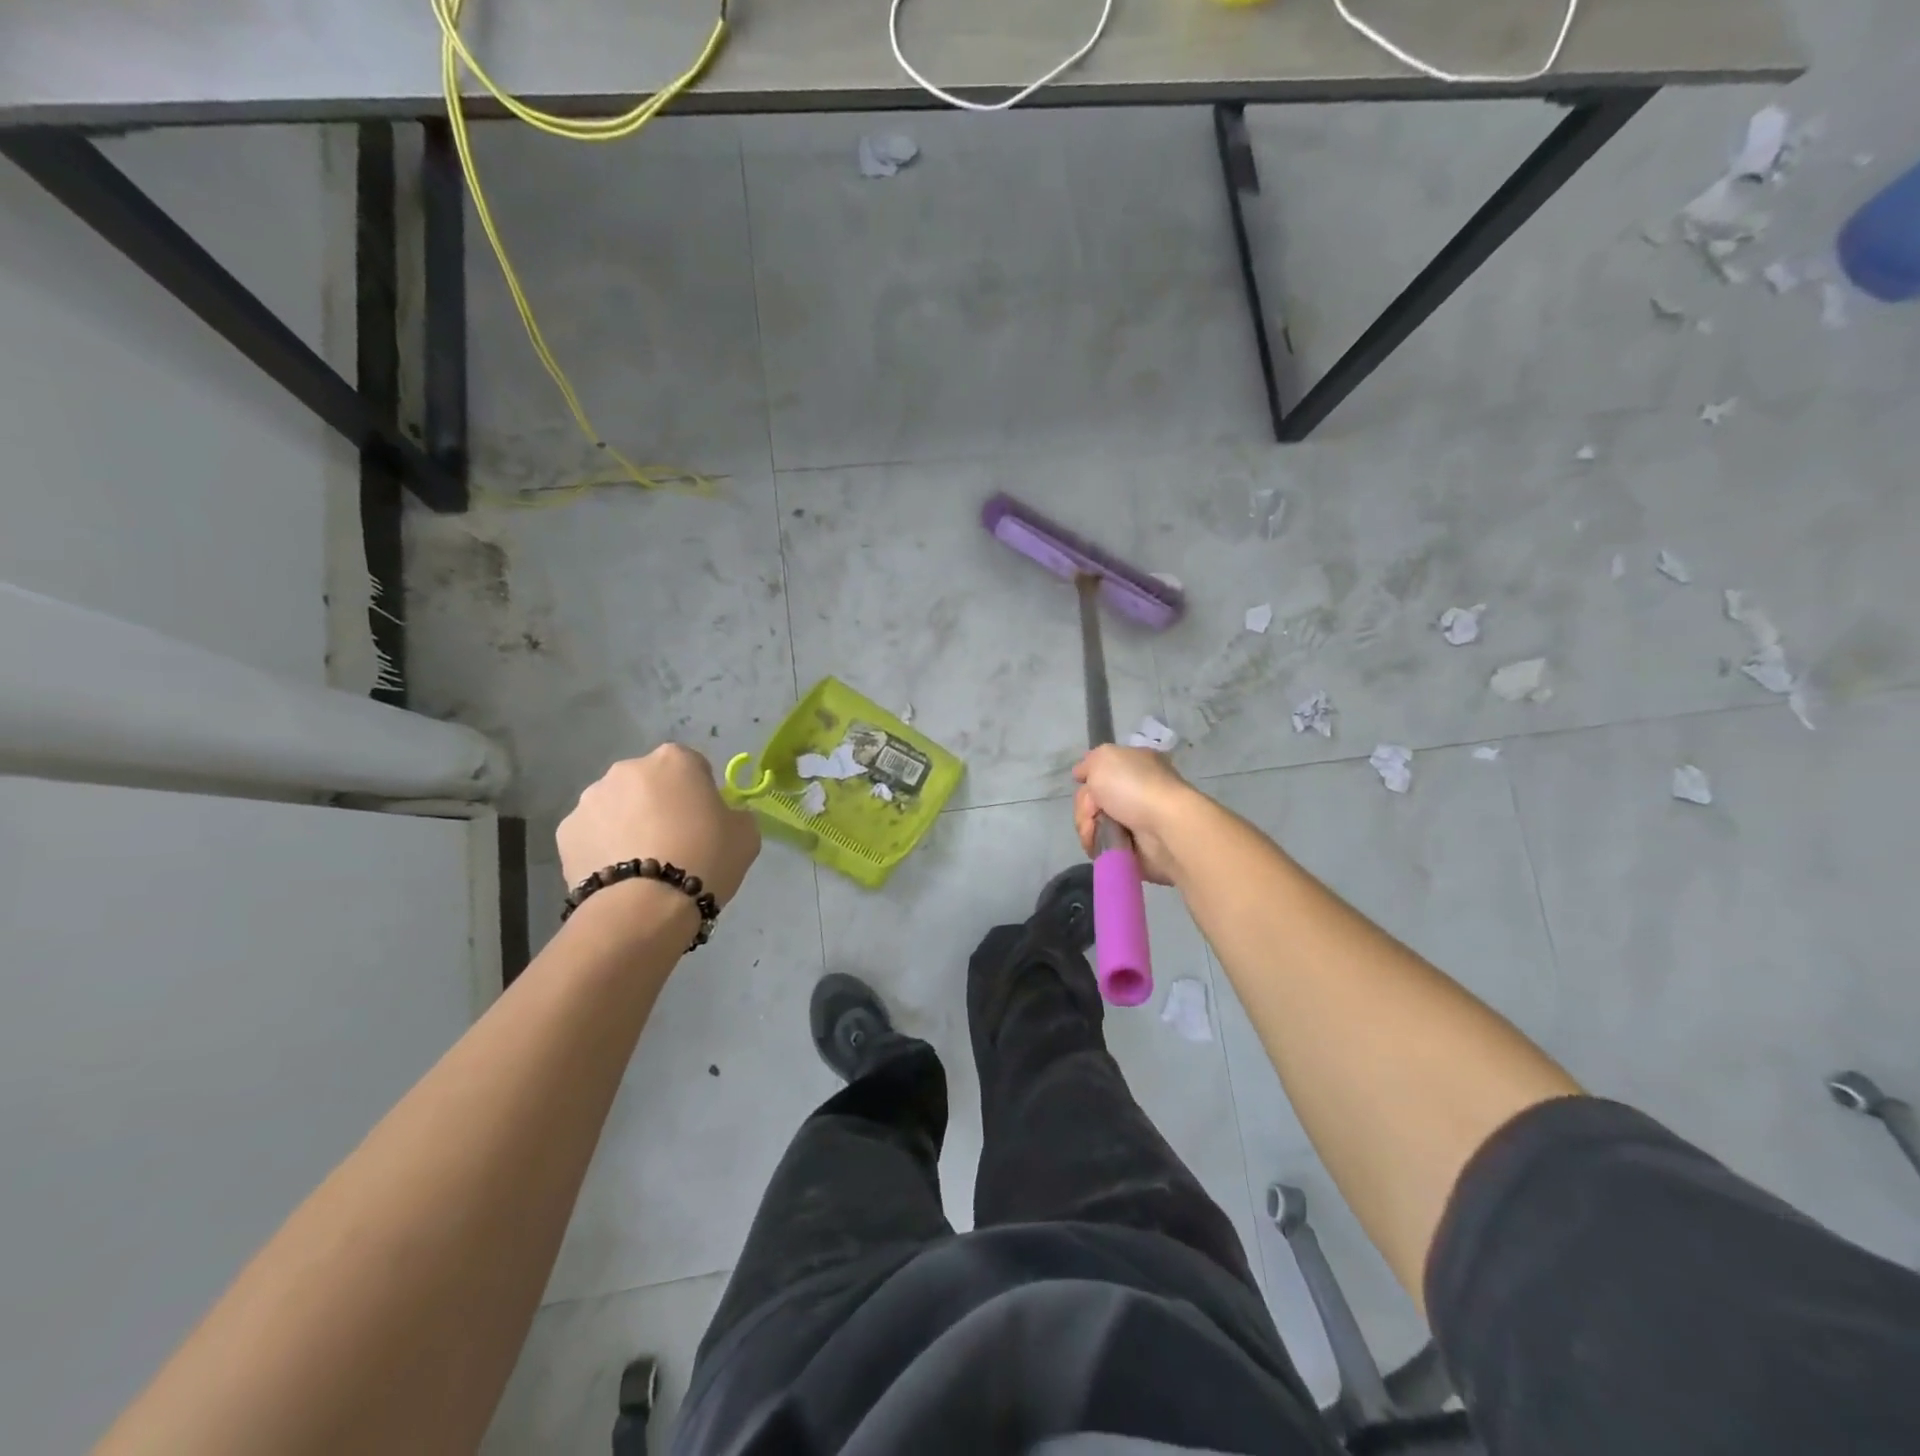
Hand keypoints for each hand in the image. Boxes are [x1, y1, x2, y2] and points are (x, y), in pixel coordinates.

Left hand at [558, 745, 760, 906]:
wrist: (646, 906)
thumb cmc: (706, 859)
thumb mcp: (746, 834)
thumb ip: (734, 814)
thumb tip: (722, 816)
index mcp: (674, 760)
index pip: (693, 766)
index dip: (700, 793)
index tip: (705, 821)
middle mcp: (627, 768)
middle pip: (650, 783)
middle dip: (659, 804)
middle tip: (674, 842)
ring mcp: (591, 798)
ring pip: (617, 806)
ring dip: (628, 824)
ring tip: (642, 864)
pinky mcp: (565, 831)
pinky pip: (593, 833)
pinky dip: (603, 847)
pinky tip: (619, 875)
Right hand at [1072, 744, 1202, 885]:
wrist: (1165, 828)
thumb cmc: (1135, 787)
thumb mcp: (1104, 758)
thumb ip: (1089, 762)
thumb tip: (1080, 773)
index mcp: (1134, 766)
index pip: (1100, 771)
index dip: (1088, 778)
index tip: (1081, 783)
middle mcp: (1135, 791)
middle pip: (1093, 800)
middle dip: (1085, 808)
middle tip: (1093, 813)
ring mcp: (1135, 820)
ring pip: (1095, 824)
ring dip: (1088, 829)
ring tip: (1095, 834)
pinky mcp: (1133, 848)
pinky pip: (1103, 845)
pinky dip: (1097, 846)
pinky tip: (1100, 846)